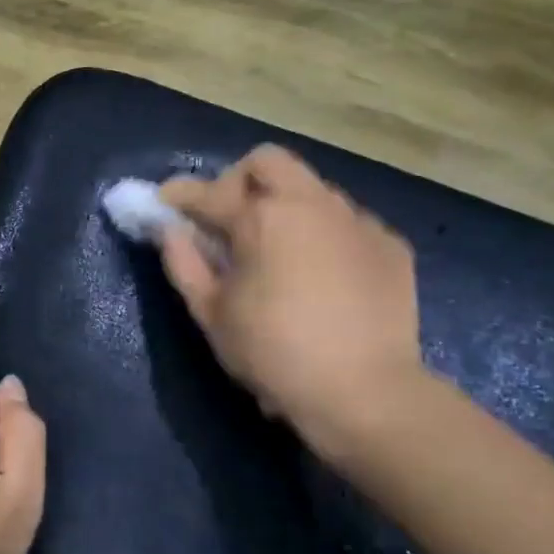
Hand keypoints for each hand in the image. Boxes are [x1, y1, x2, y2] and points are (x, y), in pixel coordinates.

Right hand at [159, 147, 422, 441]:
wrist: (364, 392)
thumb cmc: (273, 353)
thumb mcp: (211, 314)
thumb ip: (184, 263)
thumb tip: (170, 230)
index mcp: (261, 218)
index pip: (208, 191)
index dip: (179, 194)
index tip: (163, 201)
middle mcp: (311, 204)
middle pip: (267, 162)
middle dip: (237, 180)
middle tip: (227, 218)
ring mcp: (357, 220)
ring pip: (311, 188)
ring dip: (283, 205)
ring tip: (275, 248)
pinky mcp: (389, 244)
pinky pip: (346, 221)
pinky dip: (322, 233)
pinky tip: (320, 272)